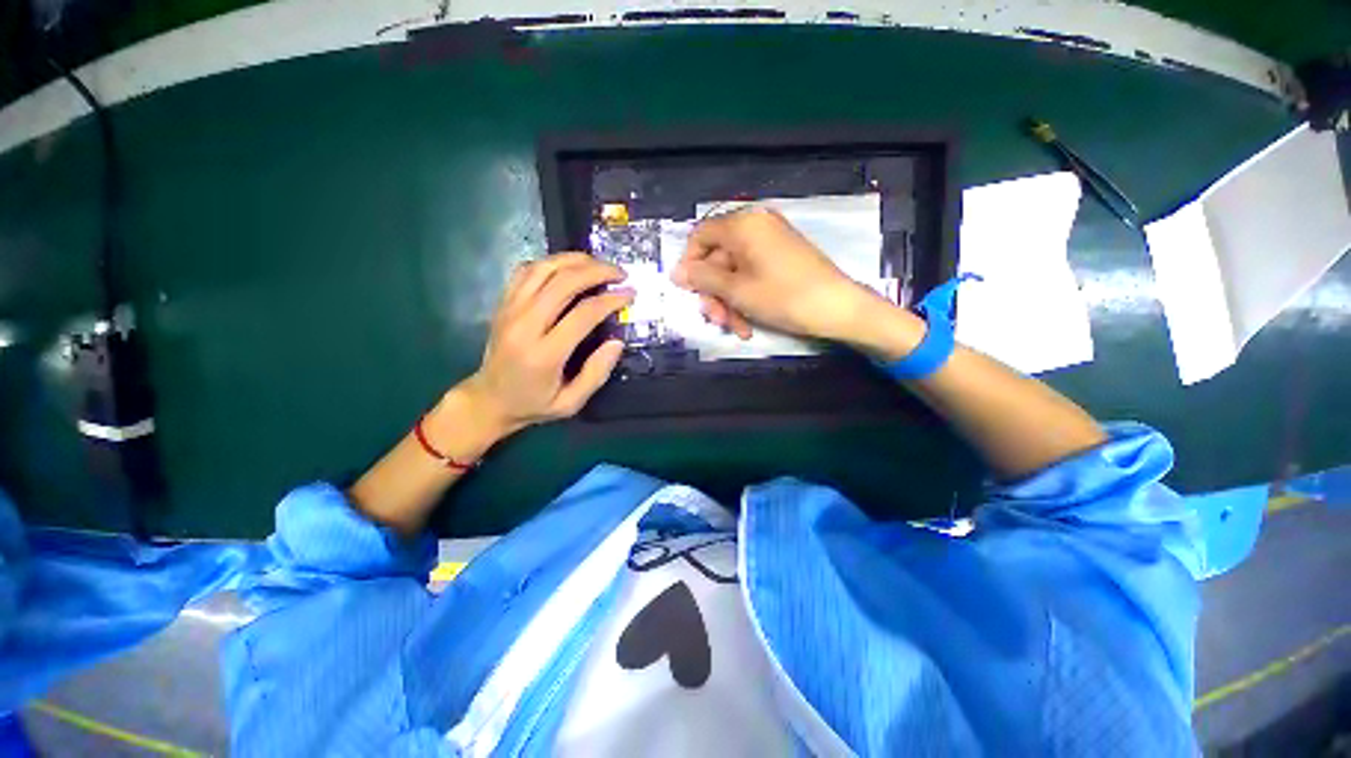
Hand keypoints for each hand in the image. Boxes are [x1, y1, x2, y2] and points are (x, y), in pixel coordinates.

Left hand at [460, 253, 631, 435]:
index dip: (611, 300)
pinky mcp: (503, 304)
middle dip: (597, 271)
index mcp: (544, 354)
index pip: (583, 314)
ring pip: (544, 269)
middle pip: (563, 282)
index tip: (630, 294)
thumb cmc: (533, 404)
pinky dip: (551, 263)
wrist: (488, 400)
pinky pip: (526, 271)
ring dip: (575, 260)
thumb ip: (596, 374)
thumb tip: (617, 342)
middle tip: (620, 273)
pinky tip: (569, 267)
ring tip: (599, 264)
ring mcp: (510, 310)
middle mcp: (524, 325)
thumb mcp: (570, 403)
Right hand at [671, 207, 885, 341]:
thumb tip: (676, 272)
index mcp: (743, 224)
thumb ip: (703, 278)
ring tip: (736, 328)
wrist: (838, 308)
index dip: (689, 264)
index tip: (689, 292)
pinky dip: (746, 298)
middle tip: (716, 320)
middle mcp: (755, 226)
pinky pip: (752, 274)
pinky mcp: (782, 257)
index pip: (700, 235)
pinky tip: (749, 323)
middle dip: (714, 293)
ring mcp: (771, 241)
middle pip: (718, 258)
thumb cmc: (783, 297)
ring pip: (734, 271)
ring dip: (729, 302)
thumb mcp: (736, 290)